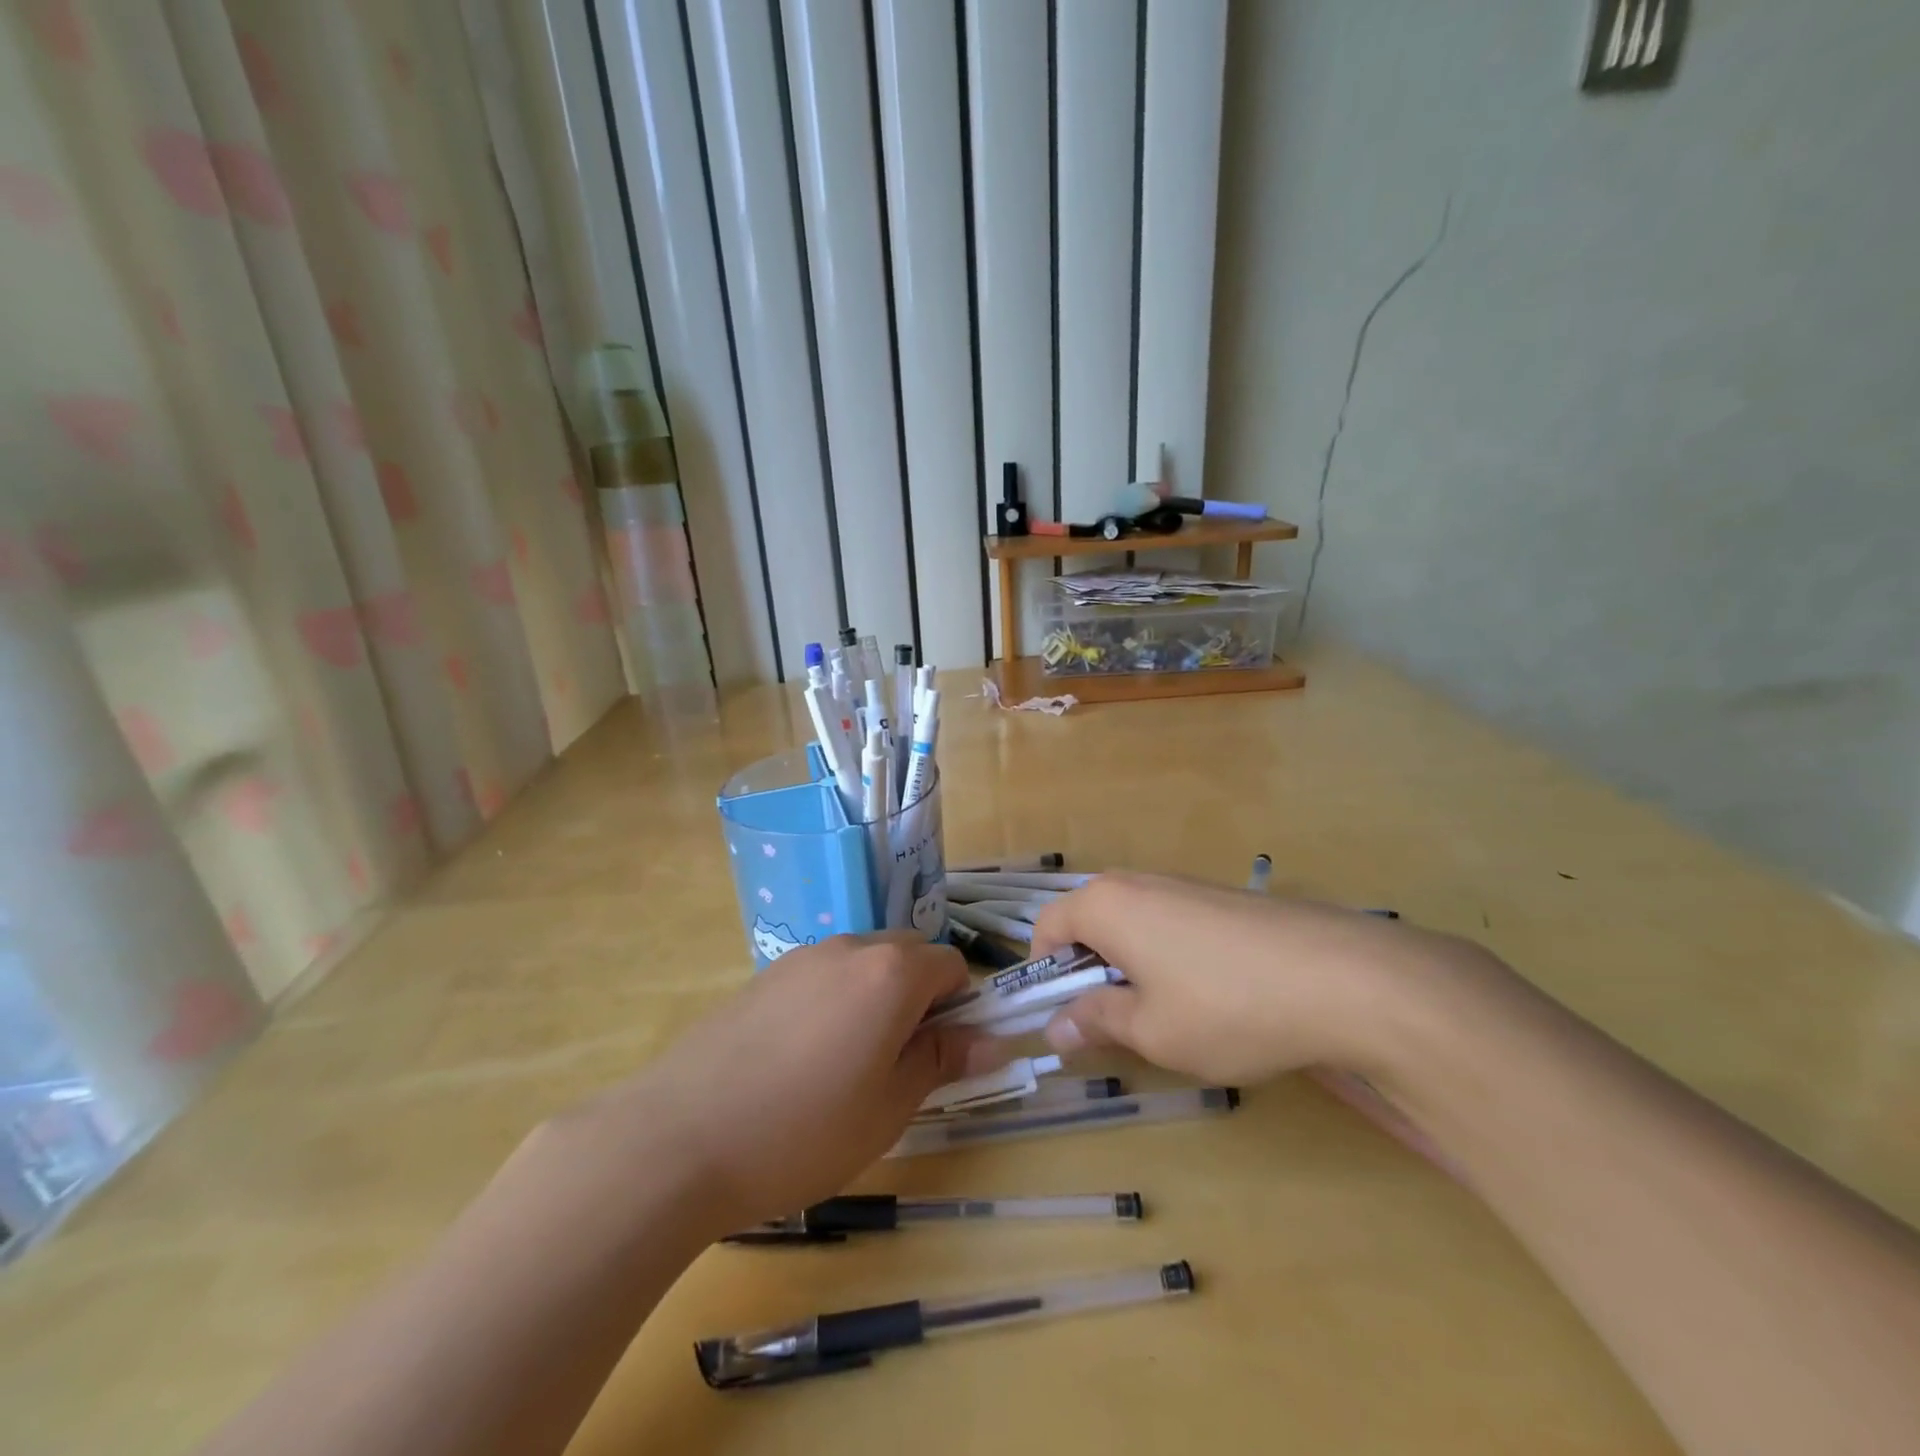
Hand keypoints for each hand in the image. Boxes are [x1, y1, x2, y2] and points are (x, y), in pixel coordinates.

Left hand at [565, 934, 1004, 1234]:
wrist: (678, 1139)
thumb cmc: (803, 1131)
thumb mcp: (889, 1108)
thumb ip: (941, 1061)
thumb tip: (991, 1040)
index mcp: (890, 973)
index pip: (951, 966)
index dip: (958, 1008)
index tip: (941, 1056)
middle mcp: (849, 948)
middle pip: (907, 954)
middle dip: (918, 997)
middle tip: (897, 1062)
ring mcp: (800, 958)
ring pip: (861, 963)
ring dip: (873, 998)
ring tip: (845, 1066)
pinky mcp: (762, 976)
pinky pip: (819, 976)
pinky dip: (831, 1002)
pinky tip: (798, 1060)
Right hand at [1030, 872, 1476, 1084]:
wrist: (1345, 977)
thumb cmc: (1226, 1006)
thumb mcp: (1151, 1031)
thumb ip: (1097, 1021)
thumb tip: (1055, 1027)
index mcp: (1106, 904)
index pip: (1047, 925)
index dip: (1046, 973)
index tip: (1069, 1016)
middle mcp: (1139, 882)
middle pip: (1091, 921)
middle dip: (1092, 970)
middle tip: (1120, 1021)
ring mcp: (1186, 884)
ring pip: (1135, 923)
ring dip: (1133, 965)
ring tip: (1171, 1014)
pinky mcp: (1224, 897)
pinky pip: (1173, 921)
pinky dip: (1171, 956)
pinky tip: (1214, 995)